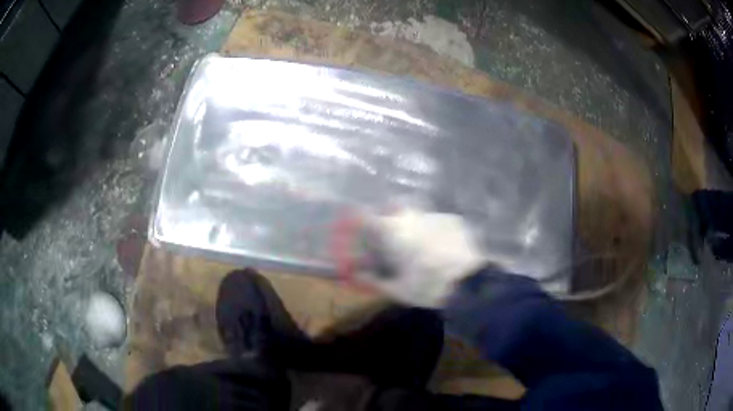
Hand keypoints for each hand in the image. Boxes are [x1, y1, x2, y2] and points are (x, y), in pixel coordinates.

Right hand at [354, 209, 484, 307]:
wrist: (468, 283)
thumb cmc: (427, 286)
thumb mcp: (397, 289)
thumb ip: (373, 279)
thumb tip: (358, 274)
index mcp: (393, 230)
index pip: (368, 216)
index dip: (361, 220)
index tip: (360, 227)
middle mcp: (412, 215)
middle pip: (393, 204)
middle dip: (388, 212)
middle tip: (390, 232)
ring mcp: (435, 215)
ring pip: (417, 212)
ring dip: (413, 222)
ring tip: (419, 241)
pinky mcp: (454, 219)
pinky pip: (437, 220)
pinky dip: (433, 228)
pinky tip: (440, 244)